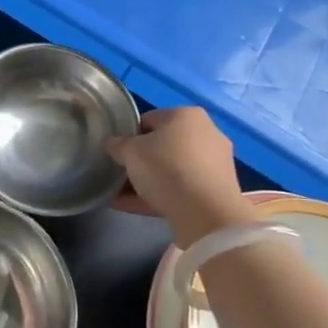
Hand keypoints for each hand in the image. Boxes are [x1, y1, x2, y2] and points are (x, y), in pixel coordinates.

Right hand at [106, 107, 253, 246]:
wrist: (206, 212)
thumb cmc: (166, 167)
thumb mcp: (131, 152)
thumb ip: (118, 145)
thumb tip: (112, 144)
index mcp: (187, 115)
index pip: (149, 119)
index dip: (128, 134)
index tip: (116, 151)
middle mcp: (205, 134)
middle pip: (162, 146)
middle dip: (139, 160)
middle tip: (119, 173)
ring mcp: (213, 164)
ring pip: (171, 170)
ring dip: (147, 181)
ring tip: (120, 195)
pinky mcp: (215, 191)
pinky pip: (180, 190)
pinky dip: (157, 196)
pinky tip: (132, 207)